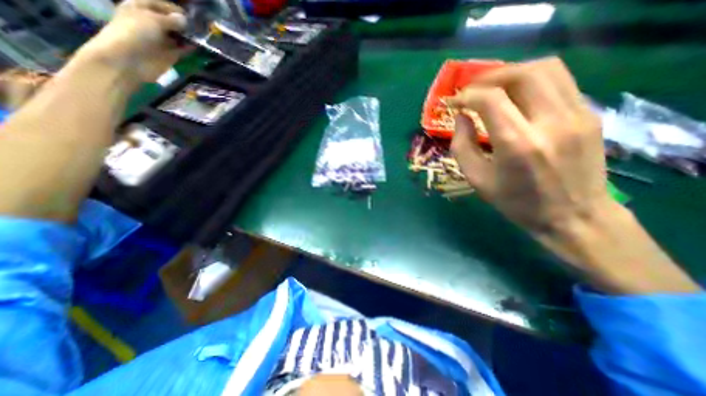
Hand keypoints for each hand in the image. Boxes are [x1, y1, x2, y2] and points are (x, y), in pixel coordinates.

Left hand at [77, 0, 189, 84]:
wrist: (130, 59)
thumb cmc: (136, 33)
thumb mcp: (154, 20)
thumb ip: (172, 20)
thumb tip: (185, 20)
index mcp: (140, 8)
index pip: (160, 4)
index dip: (174, 9)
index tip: (190, 15)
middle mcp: (151, 23)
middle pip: (170, 21)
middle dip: (183, 24)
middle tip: (199, 27)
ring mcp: (161, 40)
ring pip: (177, 36)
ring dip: (188, 36)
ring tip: (201, 37)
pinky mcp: (169, 54)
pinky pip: (182, 49)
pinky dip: (189, 48)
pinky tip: (198, 47)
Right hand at [452, 58, 606, 233]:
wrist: (574, 216)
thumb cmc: (516, 202)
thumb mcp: (477, 179)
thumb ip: (462, 146)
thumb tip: (460, 117)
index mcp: (517, 144)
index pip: (490, 99)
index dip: (467, 95)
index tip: (454, 102)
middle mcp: (550, 122)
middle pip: (521, 74)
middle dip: (489, 77)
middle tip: (472, 90)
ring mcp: (576, 114)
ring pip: (545, 69)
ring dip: (512, 73)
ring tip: (493, 87)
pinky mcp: (589, 114)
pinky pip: (559, 81)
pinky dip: (531, 81)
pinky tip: (517, 96)